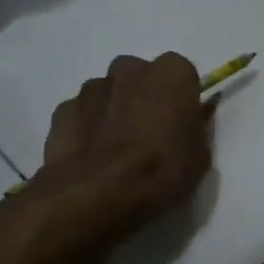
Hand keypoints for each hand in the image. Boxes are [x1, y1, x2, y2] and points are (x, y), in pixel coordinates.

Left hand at [38, 53, 214, 224]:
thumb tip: (190, 121)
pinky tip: (91, 156)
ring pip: (108, 91)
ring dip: (113, 110)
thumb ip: (194, 129)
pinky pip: (82, 112)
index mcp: (171, 74)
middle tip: (147, 133)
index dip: (179, 99)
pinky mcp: (64, 109)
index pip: (181, 74)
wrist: (98, 194)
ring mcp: (92, 86)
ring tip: (115, 149)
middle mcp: (130, 68)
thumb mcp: (199, 157)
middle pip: (140, 76)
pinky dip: (87, 127)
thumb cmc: (160, 173)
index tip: (178, 123)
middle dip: (143, 97)